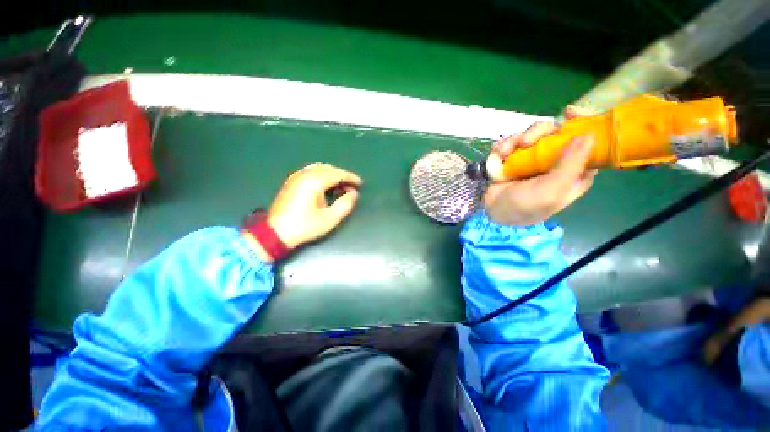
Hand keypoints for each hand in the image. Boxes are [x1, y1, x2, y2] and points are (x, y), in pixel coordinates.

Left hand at [267, 163, 361, 248]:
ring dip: (332, 174)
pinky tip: (326, 185)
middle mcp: (305, 174)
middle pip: (329, 168)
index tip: (360, 184)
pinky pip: (311, 171)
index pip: (337, 174)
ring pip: (319, 168)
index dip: (351, 177)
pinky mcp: (291, 181)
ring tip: (341, 185)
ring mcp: (296, 177)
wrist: (275, 232)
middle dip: (342, 175)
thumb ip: (345, 204)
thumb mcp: (330, 218)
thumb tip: (353, 193)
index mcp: (314, 181)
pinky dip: (322, 175)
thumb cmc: (305, 226)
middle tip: (352, 186)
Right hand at [484, 106, 597, 226]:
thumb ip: (570, 166)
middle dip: (540, 133)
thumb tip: (590, 134)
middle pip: (557, 133)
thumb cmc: (524, 207)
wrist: (491, 211)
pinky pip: (513, 141)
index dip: (583, 126)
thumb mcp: (550, 191)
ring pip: (534, 134)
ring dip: (516, 140)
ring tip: (504, 152)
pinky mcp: (514, 157)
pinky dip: (504, 145)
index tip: (571, 114)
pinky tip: (498, 155)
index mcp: (573, 172)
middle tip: (526, 142)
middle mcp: (556, 161)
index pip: (588, 144)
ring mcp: (534, 158)